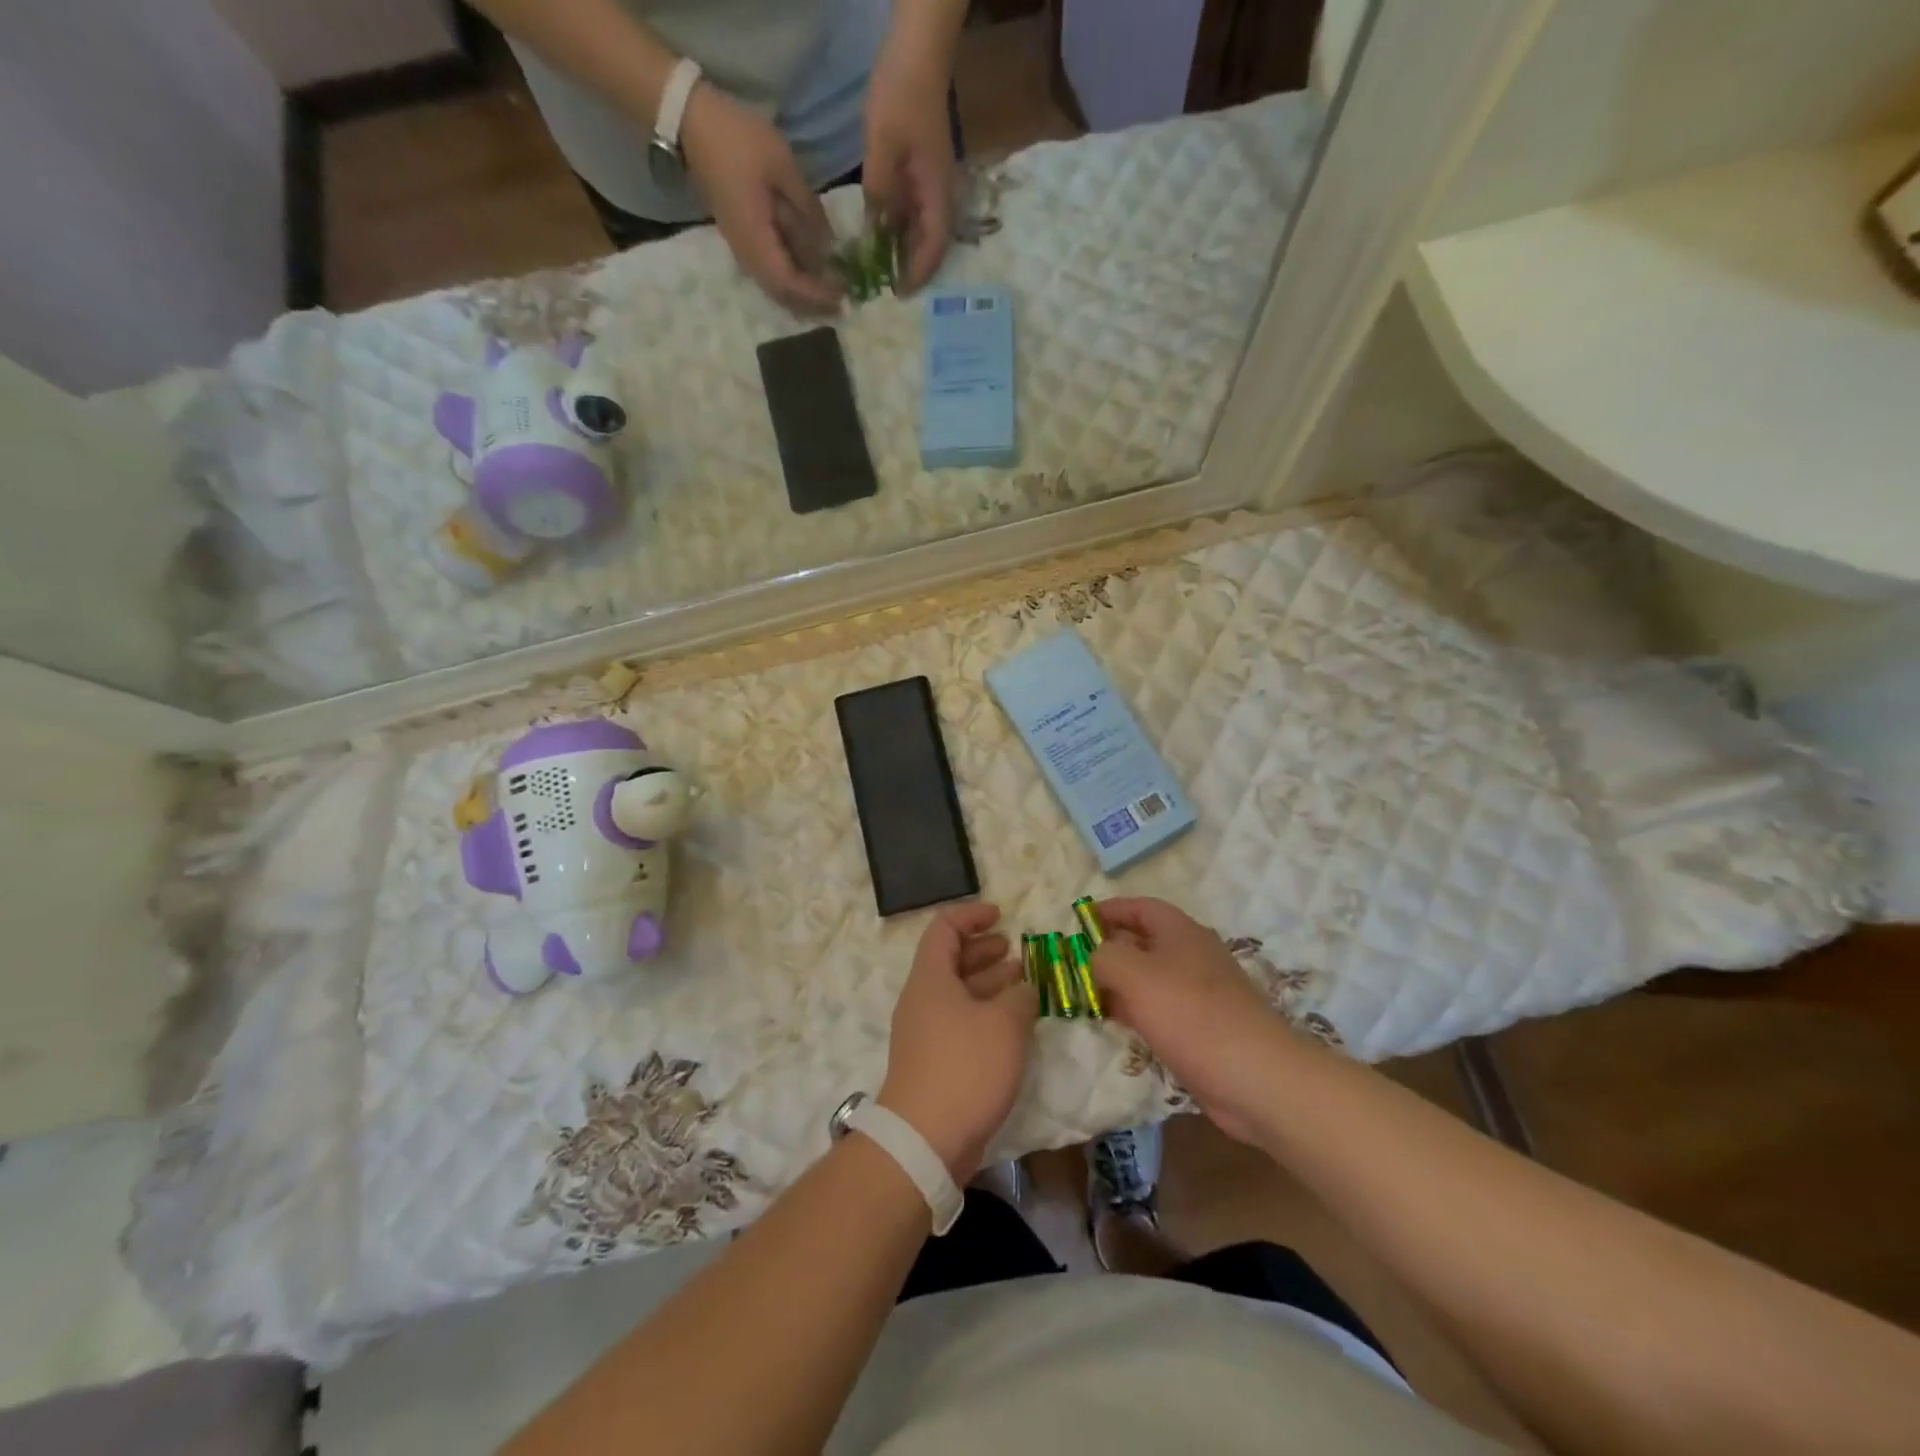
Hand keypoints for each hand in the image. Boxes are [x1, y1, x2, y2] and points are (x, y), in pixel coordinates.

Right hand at [681, 83, 842, 312]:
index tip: (843, 297)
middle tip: (841, 304)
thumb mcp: (783, 167)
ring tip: (830, 293)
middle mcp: (747, 254)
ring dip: (802, 294)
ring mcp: (742, 247)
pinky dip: (792, 278)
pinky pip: (770, 270)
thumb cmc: (738, 139)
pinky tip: (810, 272)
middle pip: (783, 293)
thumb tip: (830, 245)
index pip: (790, 283)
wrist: (690, 121)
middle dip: (812, 303)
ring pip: (776, 286)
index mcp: (756, 239)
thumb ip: (808, 209)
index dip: (817, 294)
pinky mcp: (742, 238)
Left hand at [862, 41, 957, 292]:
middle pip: (931, 245)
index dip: (918, 273)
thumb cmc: (901, 96)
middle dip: (911, 269)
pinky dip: (899, 230)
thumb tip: (874, 233)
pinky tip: (880, 238)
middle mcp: (940, 195)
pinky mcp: (921, 174)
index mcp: (936, 193)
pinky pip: (913, 213)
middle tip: (887, 289)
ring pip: (922, 231)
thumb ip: (879, 194)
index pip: (934, 247)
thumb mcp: (882, 147)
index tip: (900, 293)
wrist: (917, 53)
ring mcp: (931, 185)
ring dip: (904, 251)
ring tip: (881, 271)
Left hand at [878, 902, 1035, 1178]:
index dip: (971, 915)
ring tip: (1024, 982)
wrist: (925, 1140)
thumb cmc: (965, 1067)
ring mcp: (927, 1032)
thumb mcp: (1005, 1023)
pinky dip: (987, 1014)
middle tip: (1016, 950)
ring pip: (960, 993)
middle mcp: (924, 999)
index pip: (944, 928)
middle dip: (984, 950)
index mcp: (931, 978)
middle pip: (951, 960)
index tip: (1001, 915)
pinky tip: (1015, 1024)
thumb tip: (1024, 989)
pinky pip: (962, 1022)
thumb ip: (1021, 996)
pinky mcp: (936, 1062)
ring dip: (991, 983)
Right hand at [1092, 898, 1297, 1142]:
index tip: (1077, 920)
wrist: (1256, 1078)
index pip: (1140, 907)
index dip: (1108, 909)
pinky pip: (1158, 1009)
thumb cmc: (1192, 1014)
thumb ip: (1104, 956)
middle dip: (1108, 948)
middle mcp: (1191, 955)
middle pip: (1143, 941)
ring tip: (1083, 992)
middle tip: (1072, 962)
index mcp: (1180, 932)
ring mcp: (1198, 993)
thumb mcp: (1135, 974)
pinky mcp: (1200, 1028)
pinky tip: (1113, 1022)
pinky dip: (1133, 1009)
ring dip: (1117, 982)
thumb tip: (1093, 955)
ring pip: (1148, 978)